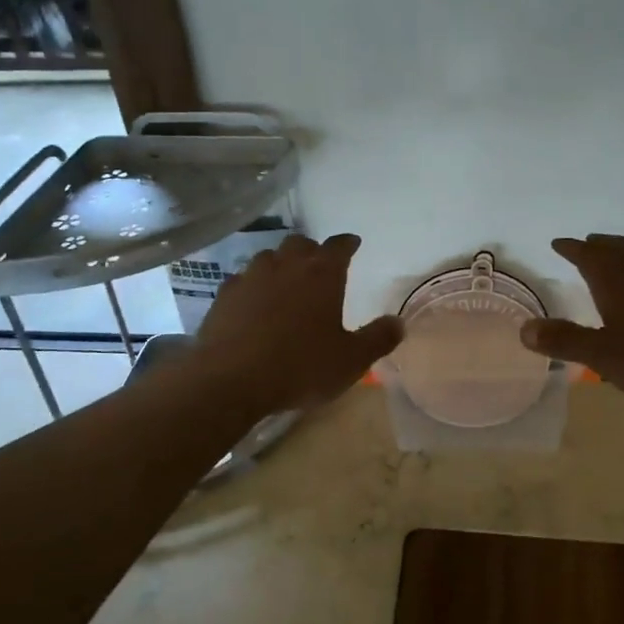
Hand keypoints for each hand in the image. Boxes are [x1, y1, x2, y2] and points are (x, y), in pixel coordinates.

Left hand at [196, 233, 402, 414]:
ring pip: (268, 257)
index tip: (352, 244)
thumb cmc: (300, 366)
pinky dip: (252, 285)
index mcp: (322, 274)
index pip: (339, 246)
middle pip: (300, 244)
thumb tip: (399, 322)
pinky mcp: (224, 295)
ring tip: (285, 281)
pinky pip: (241, 280)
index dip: (347, 244)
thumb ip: (378, 339)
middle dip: (312, 250)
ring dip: (280, 263)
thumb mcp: (351, 360)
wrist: (231, 380)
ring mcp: (251, 277)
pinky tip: (252, 302)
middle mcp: (286, 265)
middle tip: (318, 265)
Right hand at [520, 235, 623, 406]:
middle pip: (617, 248)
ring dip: (622, 253)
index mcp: (616, 280)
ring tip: (613, 259)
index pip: (588, 255)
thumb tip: (524, 329)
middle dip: (598, 245)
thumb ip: (566, 341)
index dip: (571, 249)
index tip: (558, 243)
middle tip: (586, 243)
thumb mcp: (604, 355)